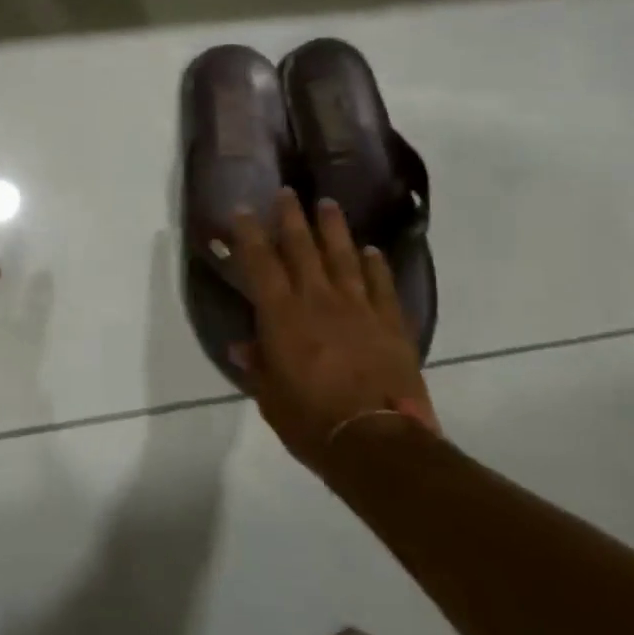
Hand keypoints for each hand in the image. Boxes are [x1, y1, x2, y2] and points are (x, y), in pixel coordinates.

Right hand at [230, 188, 437, 474]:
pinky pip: (381, 285)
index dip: (250, 234)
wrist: (377, 442)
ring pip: (343, 257)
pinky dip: (375, 265)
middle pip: (302, 248)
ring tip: (328, 204)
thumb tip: (242, 346)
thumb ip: (258, 365)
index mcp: (281, 315)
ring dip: (334, 229)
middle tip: (287, 192)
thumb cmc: (311, 420)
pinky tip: (372, 251)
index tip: (243, 210)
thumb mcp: (271, 396)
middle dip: (292, 217)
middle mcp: (317, 300)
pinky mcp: (390, 323)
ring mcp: (358, 308)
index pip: (260, 263)